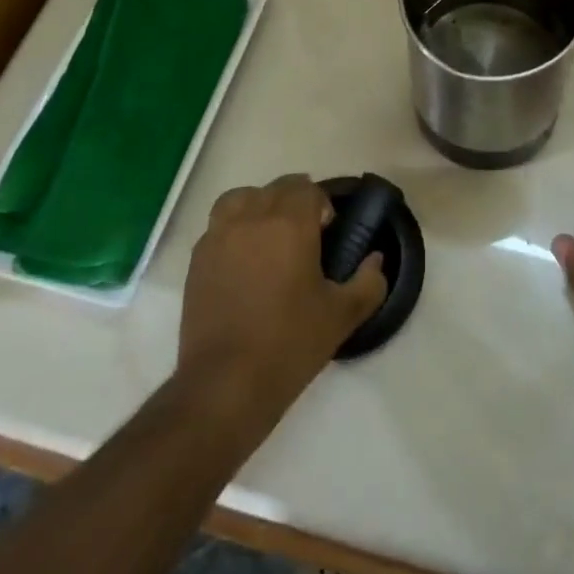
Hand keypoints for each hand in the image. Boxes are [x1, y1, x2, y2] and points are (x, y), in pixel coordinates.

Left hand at [178, 174, 386, 417]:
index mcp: (290, 223)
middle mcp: (252, 217)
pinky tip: (243, 262)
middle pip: (276, 188)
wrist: (225, 384)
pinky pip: (219, 225)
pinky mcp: (197, 258)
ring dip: (259, 206)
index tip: (327, 233)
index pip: (307, 188)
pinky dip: (234, 229)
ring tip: (268, 238)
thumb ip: (369, 282)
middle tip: (304, 238)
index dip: (321, 205)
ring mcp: (220, 235)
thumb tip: (376, 260)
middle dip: (294, 203)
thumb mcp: (342, 316)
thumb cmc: (289, 344)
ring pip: (242, 198)